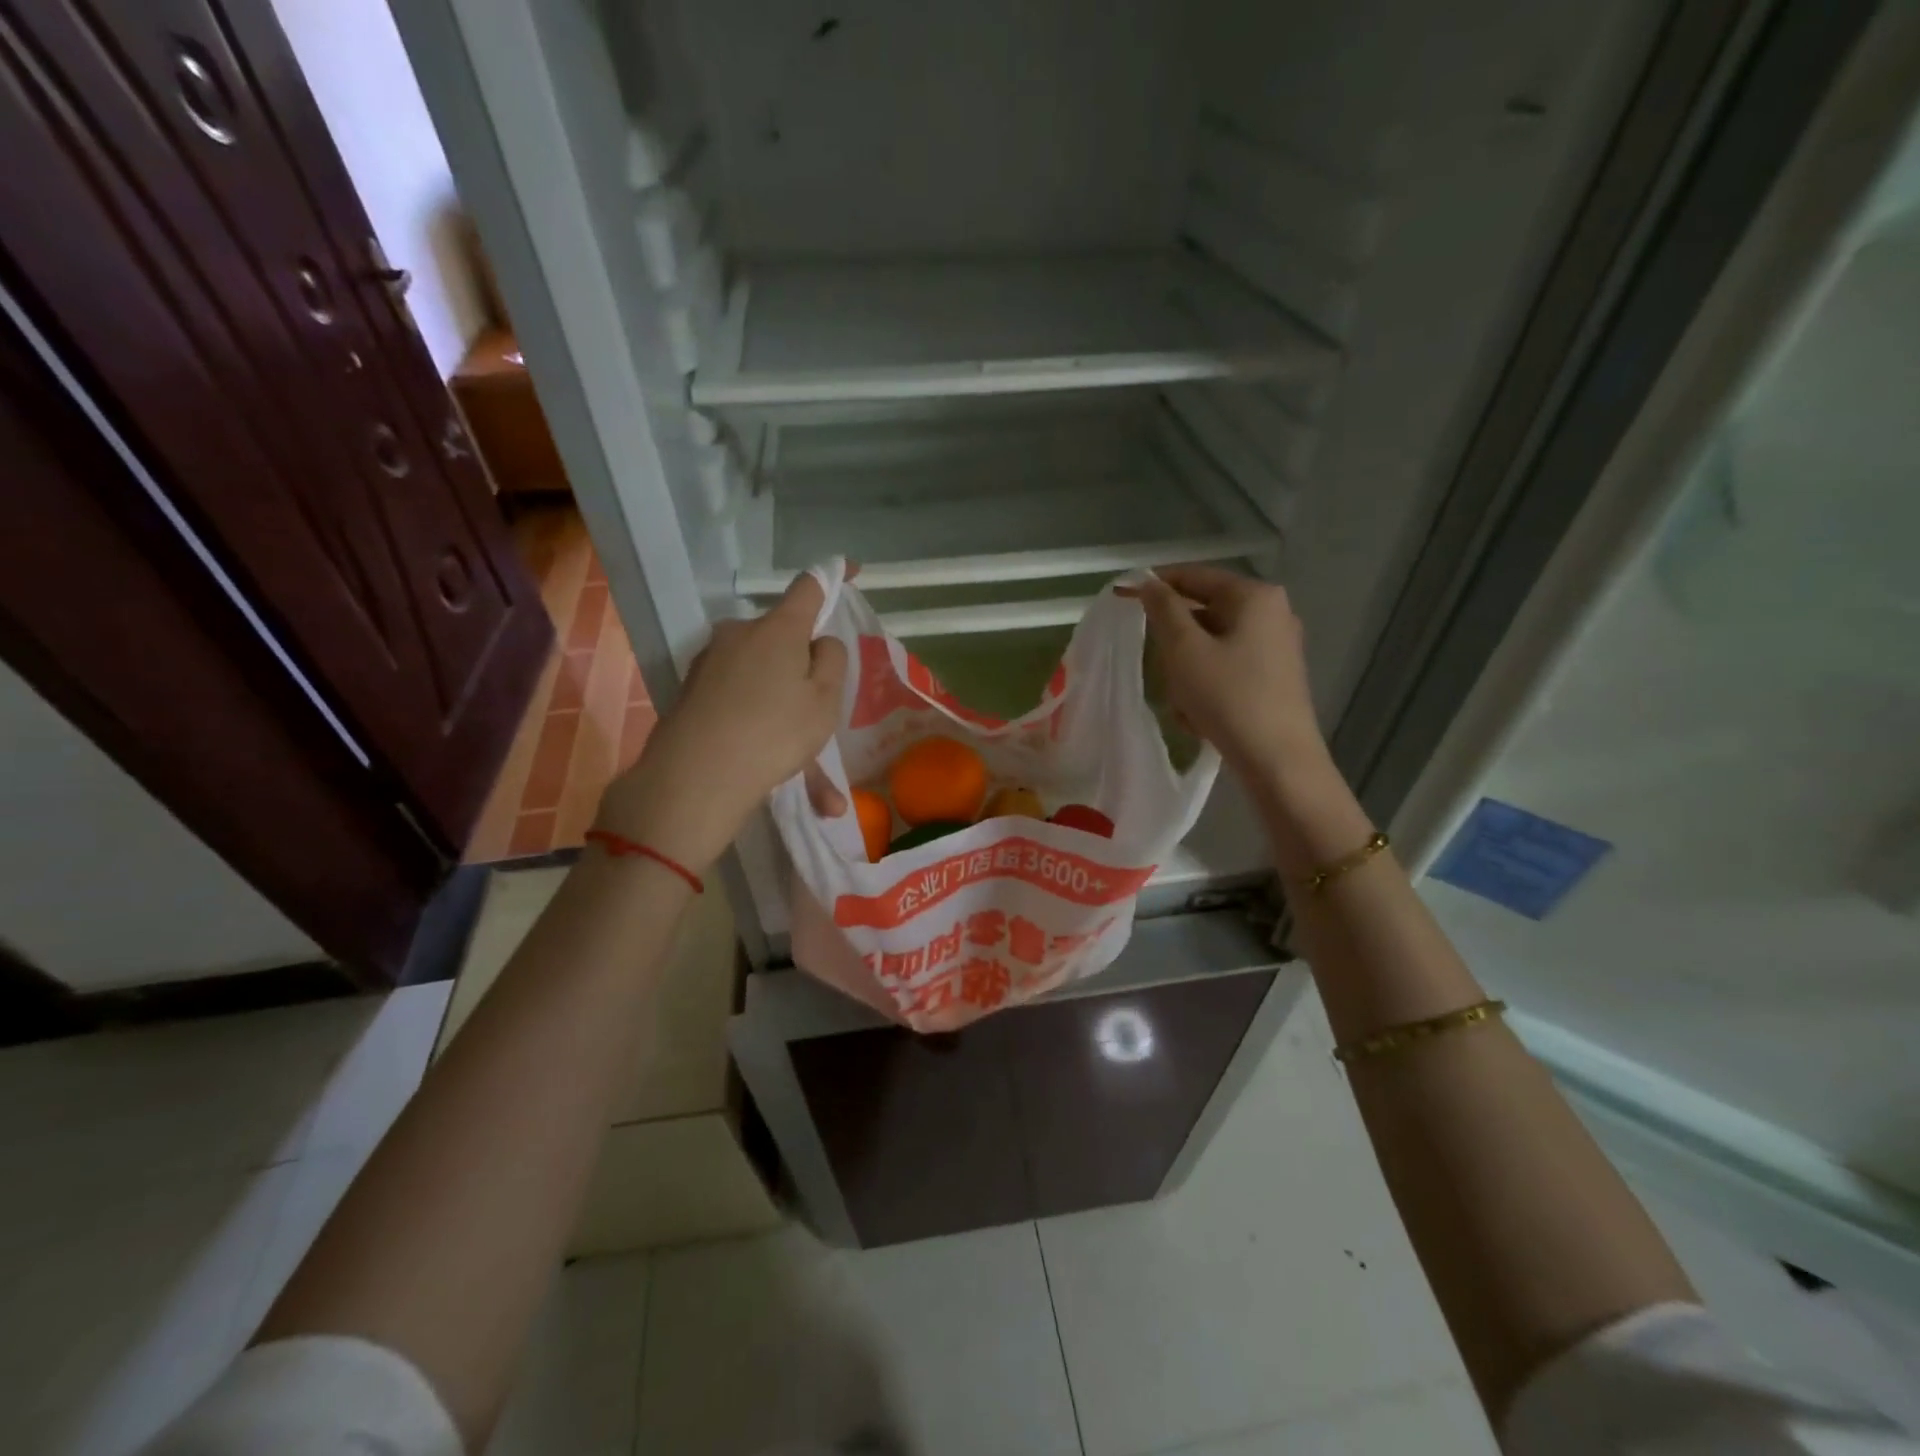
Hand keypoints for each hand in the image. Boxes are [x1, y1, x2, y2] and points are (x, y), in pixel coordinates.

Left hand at [594, 574, 846, 870]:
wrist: (695, 776)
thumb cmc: (774, 733)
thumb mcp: (824, 701)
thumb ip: (831, 661)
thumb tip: (819, 642)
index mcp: (778, 629)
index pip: (809, 588)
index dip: (832, 577)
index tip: (850, 571)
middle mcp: (739, 632)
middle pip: (780, 634)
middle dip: (800, 659)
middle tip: (815, 703)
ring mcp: (709, 659)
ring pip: (757, 667)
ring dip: (775, 691)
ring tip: (790, 743)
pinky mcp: (691, 688)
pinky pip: (735, 691)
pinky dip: (752, 710)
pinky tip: (759, 749)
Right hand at [1127, 565, 1328, 787]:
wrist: (1277, 759)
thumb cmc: (1227, 697)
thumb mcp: (1184, 650)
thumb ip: (1163, 609)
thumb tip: (1148, 583)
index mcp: (1254, 596)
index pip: (1194, 576)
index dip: (1155, 585)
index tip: (1122, 598)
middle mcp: (1272, 612)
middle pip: (1203, 613)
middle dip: (1175, 645)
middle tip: (1163, 672)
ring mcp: (1277, 645)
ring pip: (1211, 645)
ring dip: (1188, 672)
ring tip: (1184, 705)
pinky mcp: (1275, 675)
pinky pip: (1227, 667)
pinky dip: (1207, 686)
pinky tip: (1201, 717)